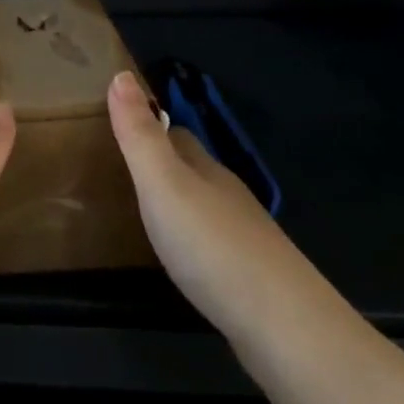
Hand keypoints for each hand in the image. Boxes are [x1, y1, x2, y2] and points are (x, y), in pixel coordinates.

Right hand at [107, 70, 329, 349]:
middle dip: (163, 162)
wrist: (284, 328)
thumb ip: (139, 134)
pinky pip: (213, 245)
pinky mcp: (250, 278)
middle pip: (192, 168)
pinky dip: (192, 241)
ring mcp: (244, 238)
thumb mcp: (162, 183)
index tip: (119, 125)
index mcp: (206, 170)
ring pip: (205, 207)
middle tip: (121, 168)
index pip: (176, 135)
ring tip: (142, 211)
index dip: (150, 125)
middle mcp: (228, 197)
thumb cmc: (212, 245)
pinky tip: (180, 258)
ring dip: (177, 203)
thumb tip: (121, 75)